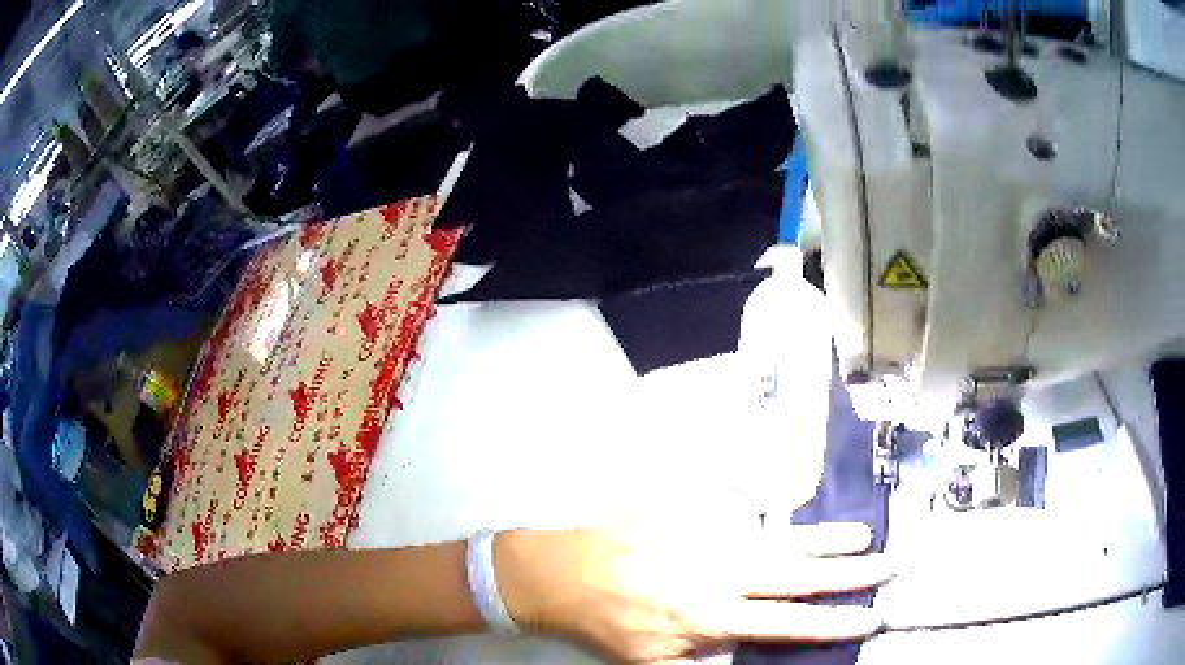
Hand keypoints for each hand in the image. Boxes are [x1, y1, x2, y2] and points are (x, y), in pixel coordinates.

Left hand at [495, 525, 892, 662]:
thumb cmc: (607, 622)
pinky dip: (775, 504)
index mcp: (713, 616)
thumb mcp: (655, 660)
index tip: (871, 616)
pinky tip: (798, 504)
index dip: (834, 623)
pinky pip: (741, 503)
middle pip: (798, 573)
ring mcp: (706, 535)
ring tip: (863, 535)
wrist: (563, 571)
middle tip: (887, 565)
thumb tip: (755, 649)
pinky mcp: (690, 510)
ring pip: (780, 536)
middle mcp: (721, 572)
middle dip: (848, 573)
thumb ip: (708, 656)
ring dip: (824, 538)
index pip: (789, 623)